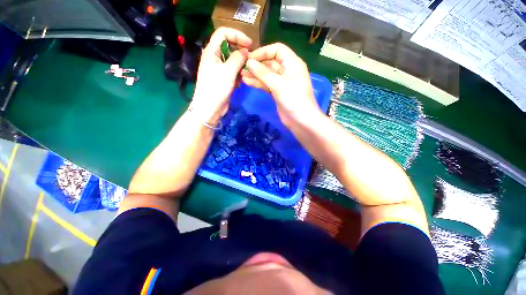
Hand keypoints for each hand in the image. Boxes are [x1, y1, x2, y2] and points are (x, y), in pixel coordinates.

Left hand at [191, 28, 251, 124]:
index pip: (223, 33)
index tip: (249, 44)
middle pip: (229, 46)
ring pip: (233, 60)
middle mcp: (215, 57)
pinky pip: (233, 71)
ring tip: (246, 73)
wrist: (210, 108)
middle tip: (251, 59)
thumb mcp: (228, 71)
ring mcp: (219, 69)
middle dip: (240, 51)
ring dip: (241, 65)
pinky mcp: (223, 78)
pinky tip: (240, 82)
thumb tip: (245, 50)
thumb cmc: (216, 89)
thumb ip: (238, 58)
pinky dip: (238, 74)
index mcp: (212, 51)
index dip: (237, 35)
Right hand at [241, 43, 320, 126]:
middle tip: (242, 67)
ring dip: (255, 74)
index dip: (264, 51)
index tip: (250, 57)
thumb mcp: (278, 84)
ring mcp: (282, 83)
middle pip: (271, 62)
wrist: (301, 121)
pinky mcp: (278, 93)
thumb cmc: (293, 99)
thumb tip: (249, 62)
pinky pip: (267, 84)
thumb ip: (263, 73)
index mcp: (292, 63)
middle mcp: (288, 71)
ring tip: (241, 75)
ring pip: (268, 75)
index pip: (277, 49)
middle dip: (257, 64)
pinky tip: (247, 82)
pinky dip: (258, 83)